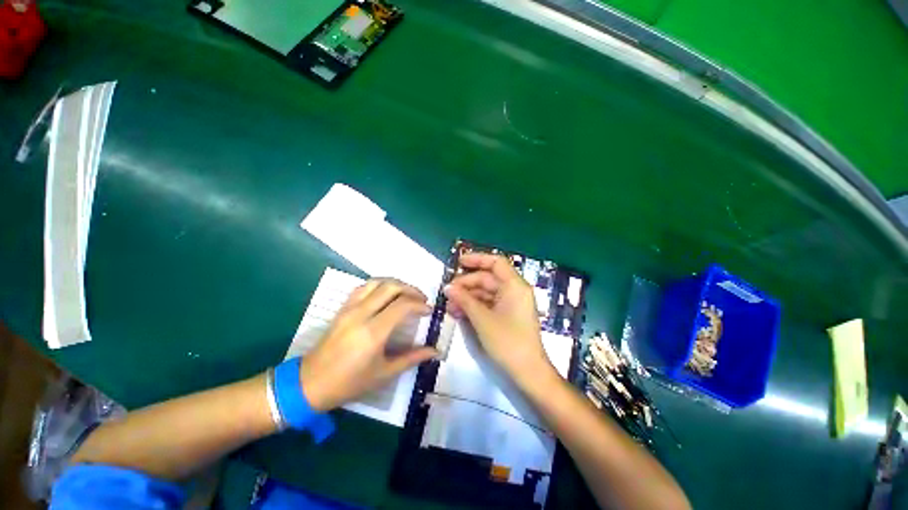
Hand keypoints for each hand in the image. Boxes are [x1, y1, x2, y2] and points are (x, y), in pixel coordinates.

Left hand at [300, 279, 436, 411]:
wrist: (310, 383)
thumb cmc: (349, 383)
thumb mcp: (384, 373)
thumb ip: (412, 358)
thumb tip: (435, 351)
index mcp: (373, 332)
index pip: (403, 305)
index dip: (419, 305)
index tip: (429, 311)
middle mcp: (362, 314)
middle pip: (391, 287)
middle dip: (411, 290)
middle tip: (421, 300)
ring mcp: (350, 308)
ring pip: (377, 282)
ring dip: (396, 284)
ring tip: (407, 294)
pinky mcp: (343, 307)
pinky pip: (364, 287)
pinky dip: (380, 285)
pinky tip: (387, 295)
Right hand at [444, 253, 551, 380]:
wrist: (527, 372)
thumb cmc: (508, 341)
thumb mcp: (483, 319)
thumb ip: (465, 300)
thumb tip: (447, 287)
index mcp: (515, 286)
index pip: (496, 262)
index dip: (477, 259)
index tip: (459, 262)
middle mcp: (514, 290)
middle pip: (488, 278)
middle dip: (467, 284)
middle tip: (448, 292)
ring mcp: (511, 303)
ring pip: (486, 292)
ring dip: (468, 297)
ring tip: (450, 305)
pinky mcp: (507, 315)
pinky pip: (488, 304)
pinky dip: (474, 306)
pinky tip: (459, 312)